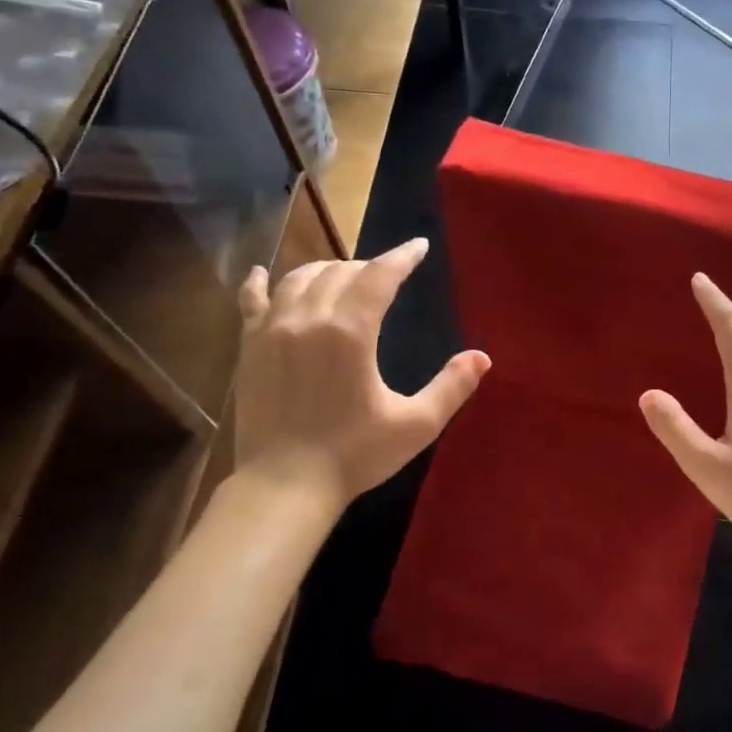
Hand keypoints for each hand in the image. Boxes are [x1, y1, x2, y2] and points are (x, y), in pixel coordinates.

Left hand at [234, 238, 489, 503]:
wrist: (285, 485)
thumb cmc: (354, 455)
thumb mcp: (415, 425)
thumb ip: (451, 387)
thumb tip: (482, 357)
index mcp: (351, 333)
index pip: (380, 277)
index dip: (402, 257)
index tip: (418, 246)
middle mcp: (308, 319)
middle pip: (340, 272)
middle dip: (368, 266)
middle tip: (387, 274)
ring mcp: (272, 331)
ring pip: (299, 279)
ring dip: (326, 270)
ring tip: (343, 275)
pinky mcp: (249, 349)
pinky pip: (251, 301)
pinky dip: (261, 283)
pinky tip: (263, 273)